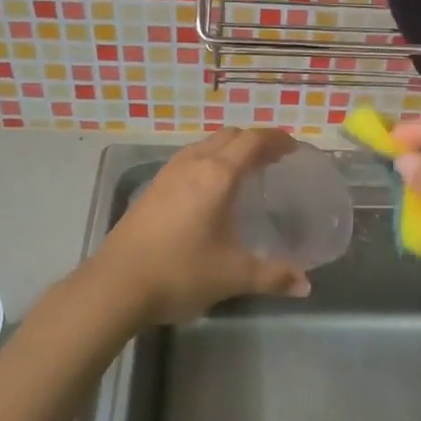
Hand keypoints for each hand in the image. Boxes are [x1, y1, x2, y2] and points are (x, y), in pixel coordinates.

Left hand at [91, 128, 311, 326]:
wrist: (116, 285)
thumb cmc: (180, 272)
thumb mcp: (233, 275)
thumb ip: (273, 276)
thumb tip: (305, 285)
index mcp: (217, 175)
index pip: (252, 140)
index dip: (276, 139)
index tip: (294, 148)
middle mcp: (193, 164)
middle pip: (229, 136)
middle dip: (254, 141)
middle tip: (274, 160)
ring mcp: (168, 174)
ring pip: (205, 145)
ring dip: (229, 149)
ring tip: (245, 172)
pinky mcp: (152, 189)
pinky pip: (188, 160)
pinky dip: (208, 162)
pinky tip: (210, 191)